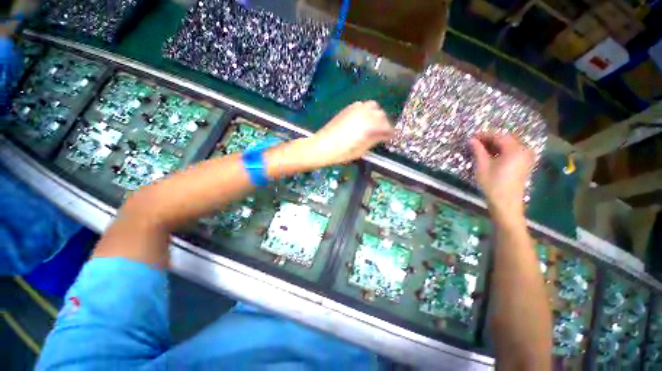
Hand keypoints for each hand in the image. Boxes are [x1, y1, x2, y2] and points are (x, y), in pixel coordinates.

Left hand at [306, 101, 392, 166]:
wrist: (323, 146)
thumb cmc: (342, 152)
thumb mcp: (361, 150)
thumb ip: (375, 140)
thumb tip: (385, 135)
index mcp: (370, 125)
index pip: (387, 126)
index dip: (391, 132)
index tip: (391, 137)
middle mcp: (365, 113)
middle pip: (381, 114)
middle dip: (384, 123)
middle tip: (382, 133)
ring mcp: (356, 109)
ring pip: (373, 107)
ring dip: (376, 115)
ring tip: (372, 126)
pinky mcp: (348, 108)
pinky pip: (362, 105)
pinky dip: (366, 111)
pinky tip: (362, 120)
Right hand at [470, 134, 533, 220]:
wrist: (506, 202)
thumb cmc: (493, 184)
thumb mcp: (482, 166)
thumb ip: (478, 150)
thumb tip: (471, 140)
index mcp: (515, 149)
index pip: (498, 136)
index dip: (484, 135)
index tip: (471, 137)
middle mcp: (524, 150)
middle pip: (506, 139)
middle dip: (490, 139)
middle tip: (475, 143)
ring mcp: (526, 157)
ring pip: (509, 145)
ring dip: (495, 145)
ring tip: (481, 149)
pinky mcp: (525, 163)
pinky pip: (513, 151)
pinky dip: (502, 151)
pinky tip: (491, 155)